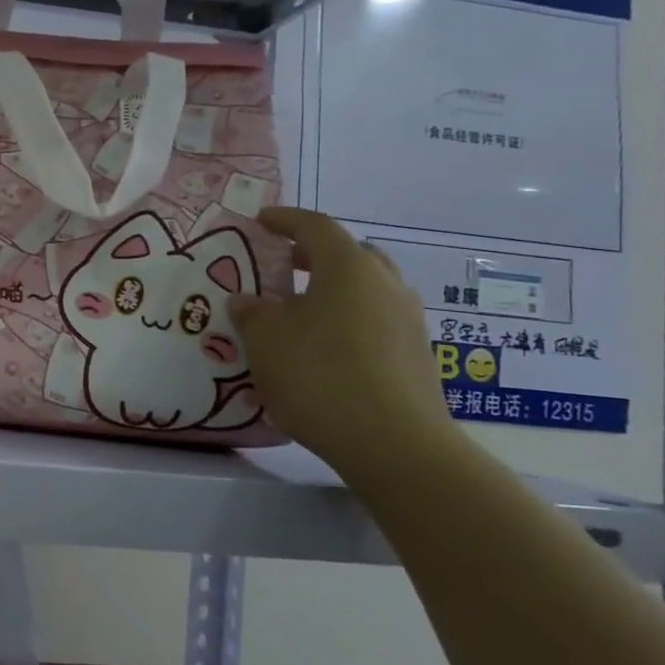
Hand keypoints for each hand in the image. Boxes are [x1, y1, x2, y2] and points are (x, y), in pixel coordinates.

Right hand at [229, 207, 456, 474]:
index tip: (261, 221)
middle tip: (284, 265)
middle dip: (315, 255)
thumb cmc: (320, 376)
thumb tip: (247, 300)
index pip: (315, 227)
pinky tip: (325, 349)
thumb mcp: (265, 341)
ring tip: (301, 311)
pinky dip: (349, 320)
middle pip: (350, 254)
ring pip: (367, 289)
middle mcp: (385, 284)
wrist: (394, 444)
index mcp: (348, 267)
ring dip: (335, 290)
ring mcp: (408, 320)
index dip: (285, 220)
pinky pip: (376, 321)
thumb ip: (251, 313)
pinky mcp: (417, 355)